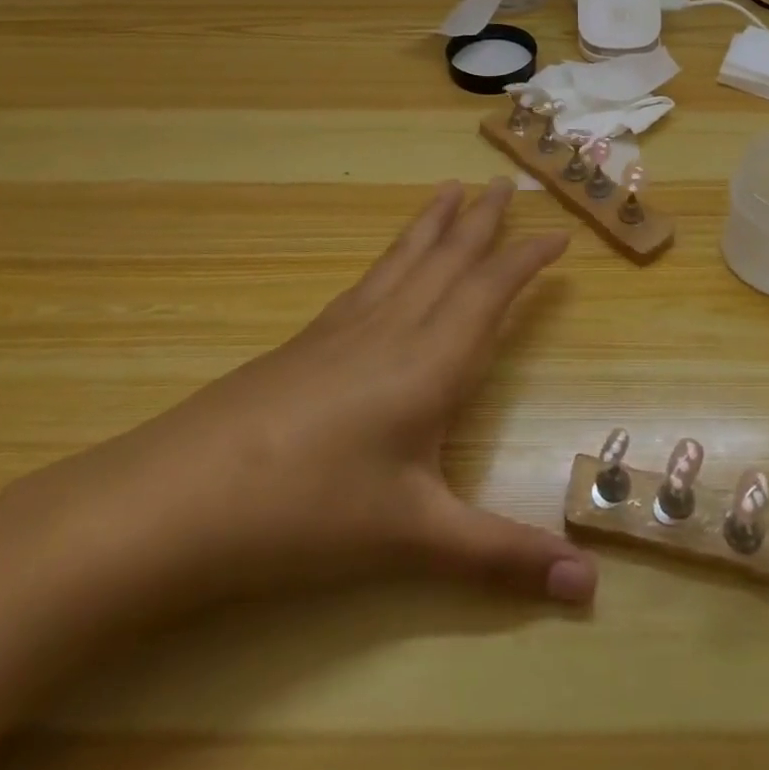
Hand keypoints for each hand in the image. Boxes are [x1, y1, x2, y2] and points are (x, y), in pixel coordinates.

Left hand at [23, 179, 595, 616]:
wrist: (177, 499)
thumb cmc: (308, 513)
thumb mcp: (414, 538)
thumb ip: (504, 557)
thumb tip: (591, 587)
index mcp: (430, 362)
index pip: (490, 292)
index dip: (527, 260)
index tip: (559, 235)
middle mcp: (393, 328)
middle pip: (448, 259)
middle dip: (483, 220)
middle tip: (506, 182)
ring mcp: (345, 328)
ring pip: (404, 259)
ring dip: (435, 222)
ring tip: (452, 188)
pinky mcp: (308, 339)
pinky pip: (368, 278)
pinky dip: (394, 252)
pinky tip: (390, 260)